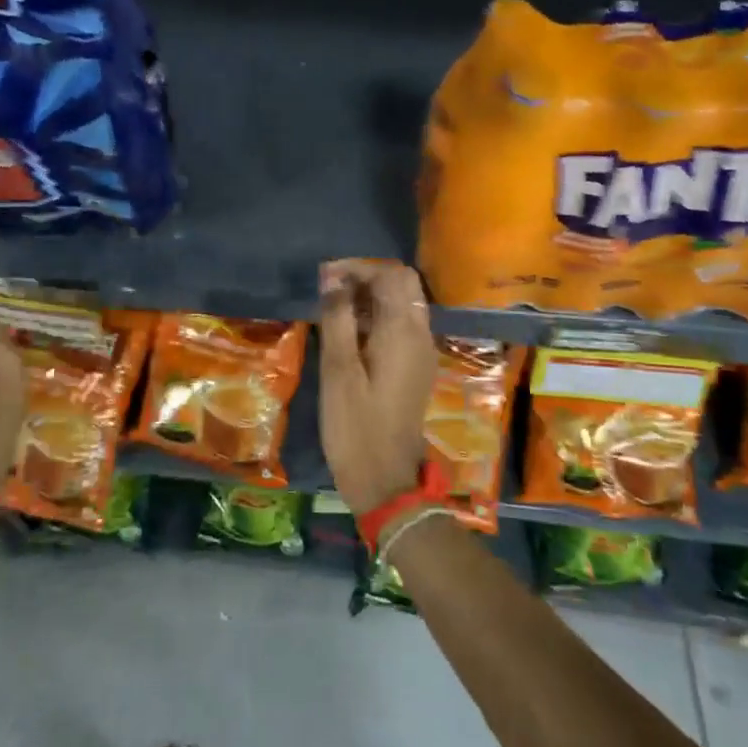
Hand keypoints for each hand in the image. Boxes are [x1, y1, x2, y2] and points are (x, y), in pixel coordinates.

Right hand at [316, 260, 437, 515]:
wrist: (385, 479)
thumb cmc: (355, 425)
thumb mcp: (338, 370)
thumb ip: (337, 318)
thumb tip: (333, 278)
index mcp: (403, 331)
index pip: (391, 275)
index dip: (359, 267)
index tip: (325, 278)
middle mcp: (420, 335)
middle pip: (402, 285)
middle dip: (367, 279)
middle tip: (330, 293)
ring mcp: (422, 352)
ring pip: (403, 304)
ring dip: (371, 298)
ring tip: (334, 312)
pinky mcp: (416, 367)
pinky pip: (402, 326)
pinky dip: (378, 318)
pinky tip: (350, 335)